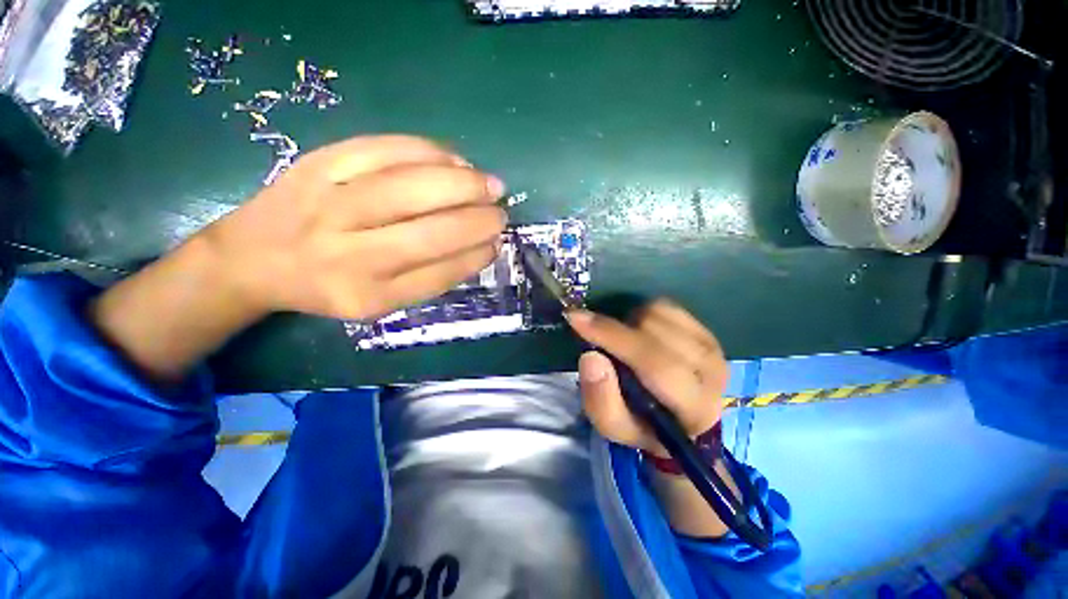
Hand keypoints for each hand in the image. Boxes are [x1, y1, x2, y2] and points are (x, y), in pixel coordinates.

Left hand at [203, 135, 506, 319]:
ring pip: (411, 186)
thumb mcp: (377, 301)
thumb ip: (429, 278)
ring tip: (489, 184)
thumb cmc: (326, 285)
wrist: (250, 257)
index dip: (475, 255)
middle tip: (501, 212)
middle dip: (477, 219)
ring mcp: (330, 202)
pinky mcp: (319, 163)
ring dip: (462, 182)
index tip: (497, 244)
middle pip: (429, 231)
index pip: (438, 273)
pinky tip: (454, 158)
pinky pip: (384, 149)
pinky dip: (428, 151)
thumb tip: (479, 246)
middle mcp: (348, 254)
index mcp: (367, 295)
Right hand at [566, 299, 728, 455]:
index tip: (575, 318)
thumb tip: (591, 356)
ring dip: (630, 323)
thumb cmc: (644, 426)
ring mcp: (712, 345)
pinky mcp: (706, 330)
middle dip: (616, 330)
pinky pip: (665, 306)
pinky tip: (641, 333)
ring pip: (658, 313)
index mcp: (693, 406)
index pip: (653, 362)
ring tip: (625, 343)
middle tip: (599, 340)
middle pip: (653, 330)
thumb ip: (601, 400)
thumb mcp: (615, 427)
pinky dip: (643, 314)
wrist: (683, 421)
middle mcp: (710, 371)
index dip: (612, 336)